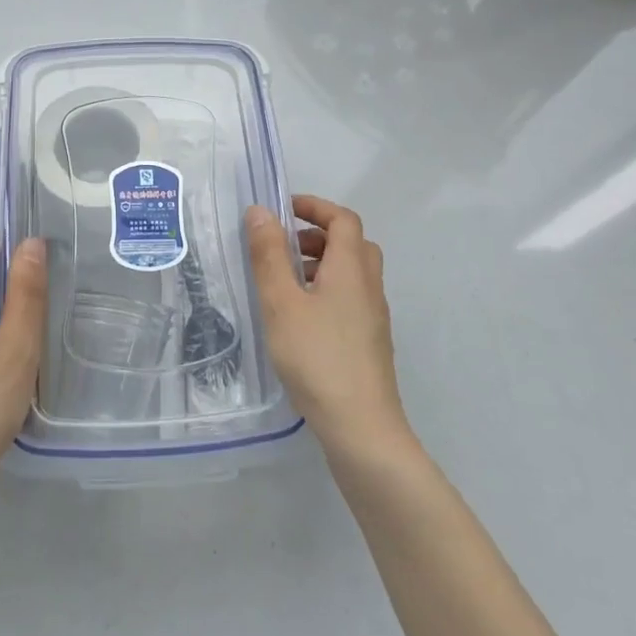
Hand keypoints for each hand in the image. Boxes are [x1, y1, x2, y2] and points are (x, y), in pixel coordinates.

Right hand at [245, 195, 415, 461]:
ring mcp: (373, 316)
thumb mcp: (281, 303)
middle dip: (317, 235)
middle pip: (352, 243)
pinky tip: (300, 319)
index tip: (283, 209)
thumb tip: (261, 211)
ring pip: (352, 273)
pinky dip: (326, 290)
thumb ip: (269, 255)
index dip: (315, 207)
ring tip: (284, 284)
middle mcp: (369, 286)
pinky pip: (350, 298)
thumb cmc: (317, 357)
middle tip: (283, 247)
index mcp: (351, 268)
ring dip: (321, 264)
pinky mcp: (370, 342)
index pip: (343, 219)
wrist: (361, 428)